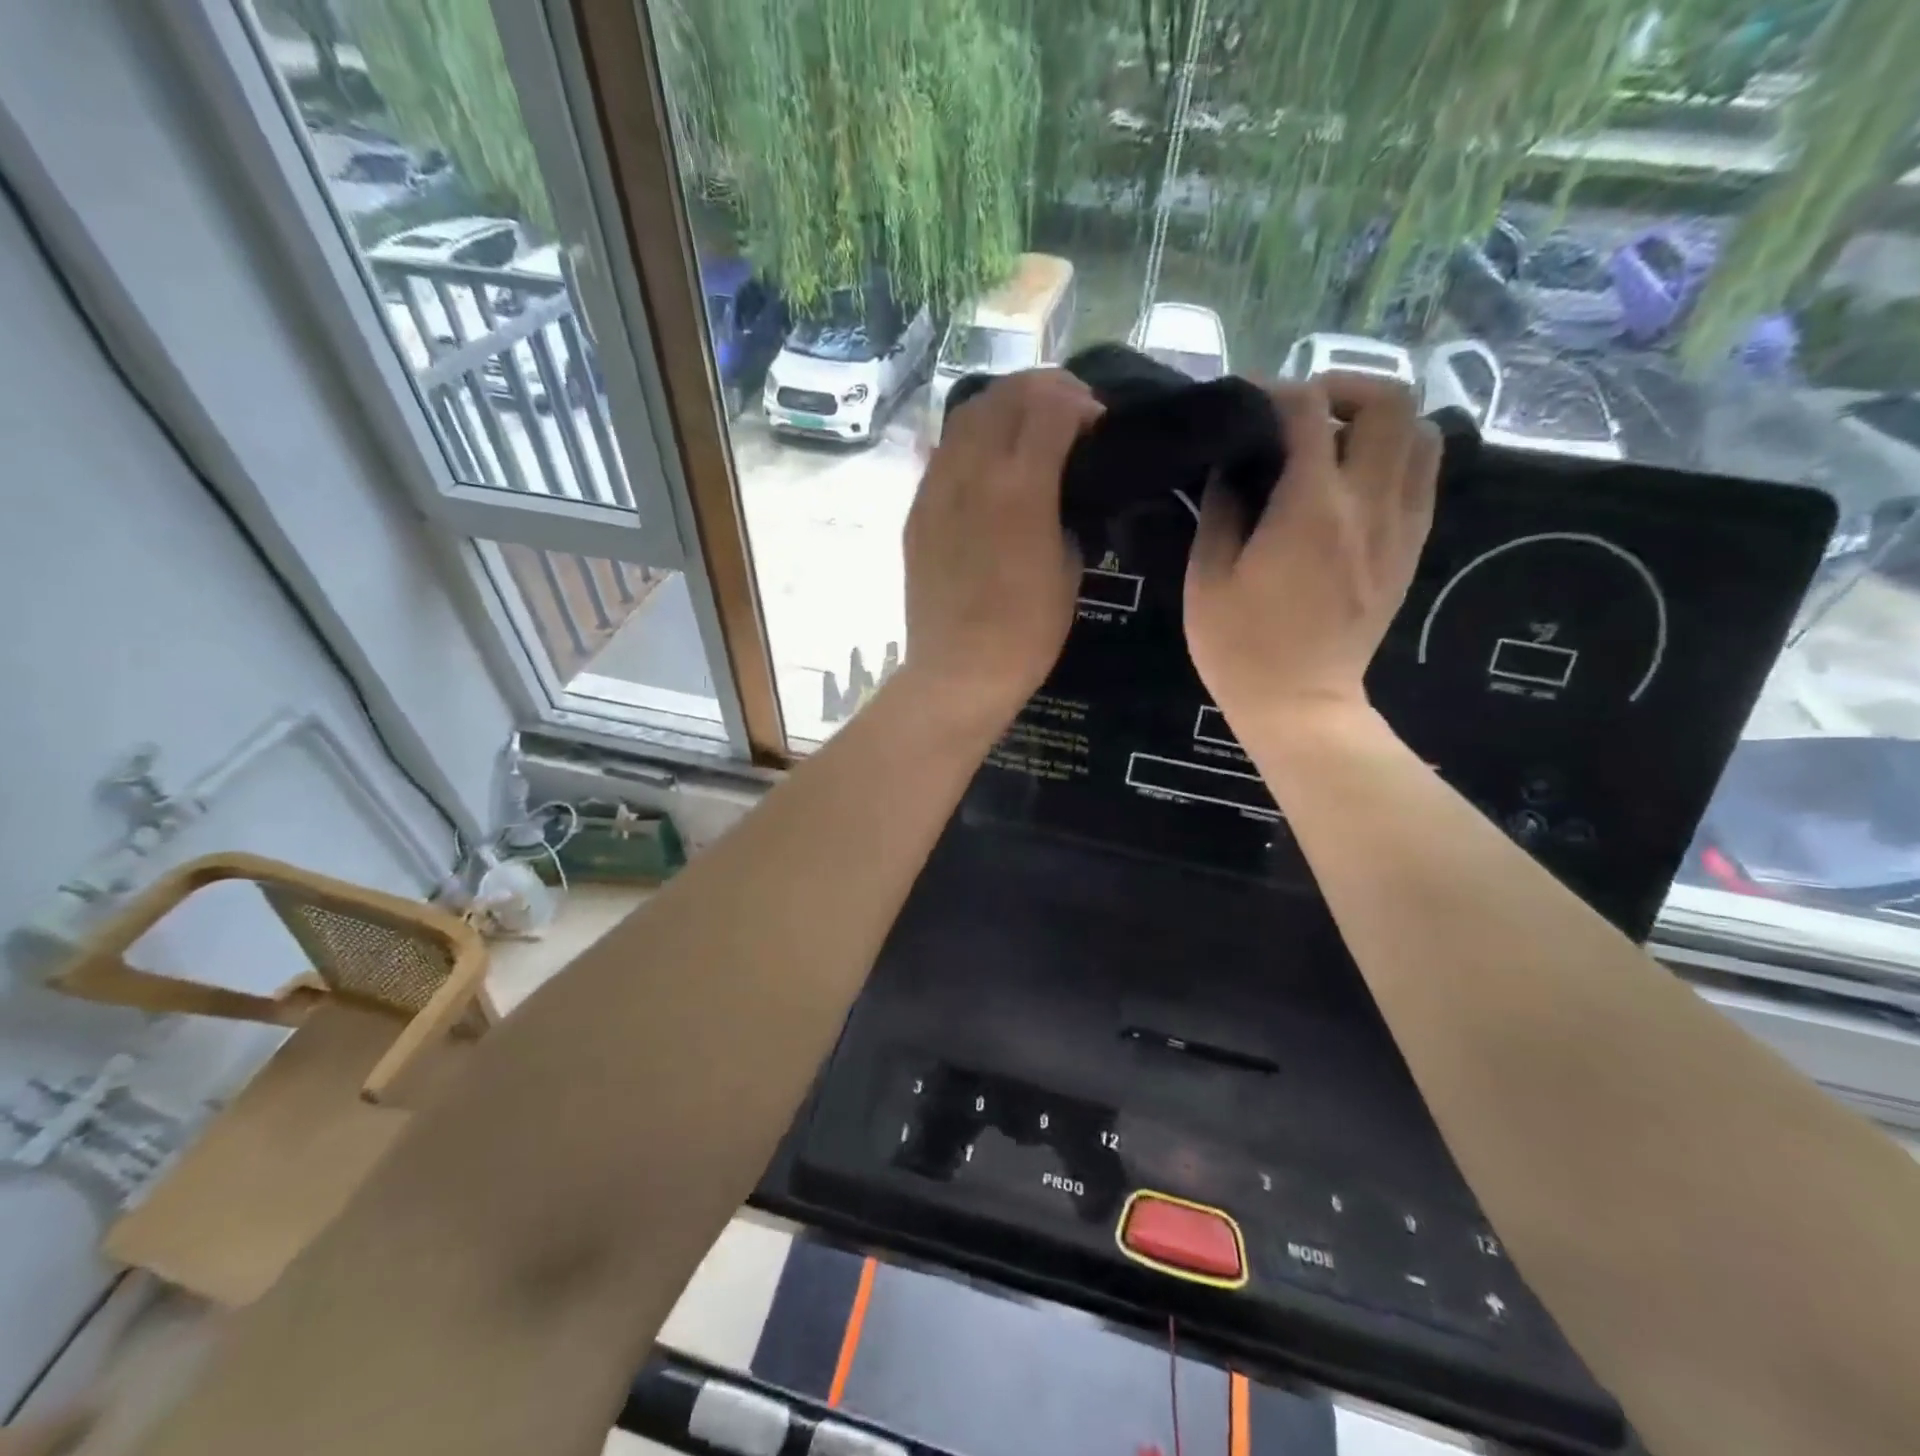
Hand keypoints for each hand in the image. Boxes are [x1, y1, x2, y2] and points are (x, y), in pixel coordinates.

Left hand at [903, 369, 1102, 721]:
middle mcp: (972, 473)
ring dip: (1003, 407)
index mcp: (1020, 487)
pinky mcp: (916, 511)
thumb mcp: (1069, 569)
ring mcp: (936, 489)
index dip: (1080, 404)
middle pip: (1005, 396)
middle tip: (1066, 410)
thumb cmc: (1026, 632)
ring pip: (967, 416)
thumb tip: (1061, 492)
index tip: (1096, 422)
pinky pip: (943, 453)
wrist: (959, 671)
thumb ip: (1067, 513)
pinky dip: (972, 440)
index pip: (1050, 407)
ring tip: (1025, 426)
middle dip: (1043, 390)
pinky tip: (988, 461)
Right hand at [1185, 373, 1439, 734]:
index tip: (1246, 399)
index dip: (1274, 390)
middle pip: (1390, 401)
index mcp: (1310, 508)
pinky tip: (1356, 482)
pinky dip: (1396, 457)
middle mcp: (1368, 503)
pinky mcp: (1411, 549)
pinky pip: (1423, 476)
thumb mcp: (1207, 579)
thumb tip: (1233, 466)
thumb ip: (1221, 510)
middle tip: (1303, 413)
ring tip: (1336, 444)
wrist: (1301, 704)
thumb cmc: (1241, 647)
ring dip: (1380, 422)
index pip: (1308, 410)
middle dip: (1345, 388)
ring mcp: (1400, 525)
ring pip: (1423, 433)